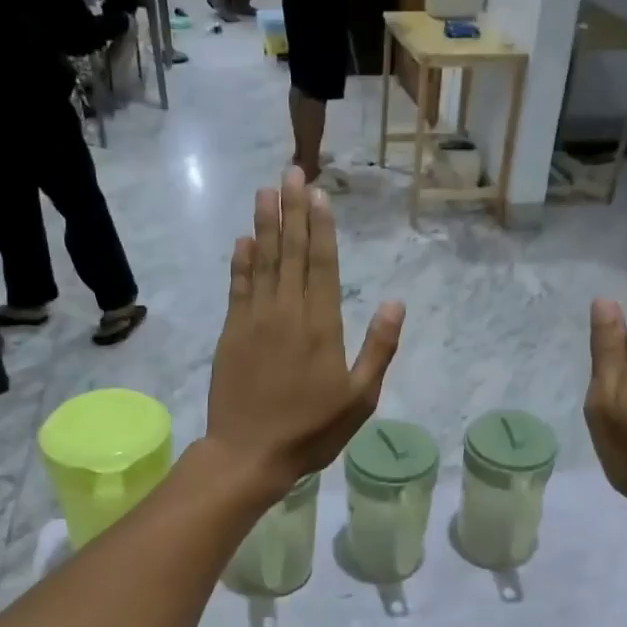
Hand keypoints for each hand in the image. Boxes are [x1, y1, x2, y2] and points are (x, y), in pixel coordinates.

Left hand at [206, 168, 403, 500]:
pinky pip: (238, 287)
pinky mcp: (231, 333)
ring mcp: (254, 319)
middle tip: (291, 172)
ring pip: (263, 261)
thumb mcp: (360, 398)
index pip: (323, 264)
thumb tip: (395, 302)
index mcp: (322, 325)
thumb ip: (379, 348)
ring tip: (266, 190)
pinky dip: (241, 261)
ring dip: (265, 224)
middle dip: (293, 210)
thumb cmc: (311, 429)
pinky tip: (243, 239)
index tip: (318, 194)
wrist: (249, 453)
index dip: (322, 226)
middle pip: (292, 251)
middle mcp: (287, 311)